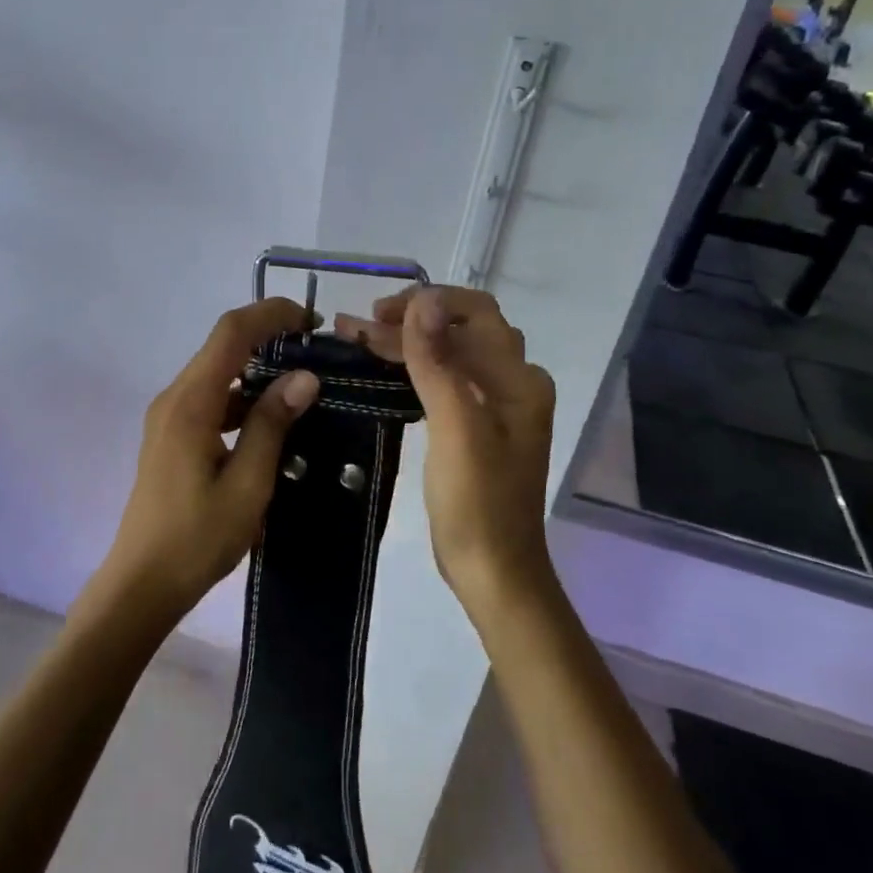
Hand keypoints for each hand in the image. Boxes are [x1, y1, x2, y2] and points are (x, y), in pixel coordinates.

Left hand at [101, 299, 320, 620]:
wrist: (142, 584)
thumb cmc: (196, 538)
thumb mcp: (247, 485)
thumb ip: (272, 426)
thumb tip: (304, 377)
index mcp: (191, 403)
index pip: (231, 333)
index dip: (271, 314)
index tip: (313, 321)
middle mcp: (175, 399)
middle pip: (222, 347)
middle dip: (269, 337)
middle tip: (316, 352)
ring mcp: (169, 417)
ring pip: (218, 374)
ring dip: (258, 370)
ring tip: (303, 387)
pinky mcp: (172, 437)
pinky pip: (211, 400)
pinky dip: (243, 399)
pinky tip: (272, 423)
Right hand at [335, 287, 554, 612]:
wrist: (492, 571)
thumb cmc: (477, 503)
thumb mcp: (456, 428)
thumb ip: (439, 362)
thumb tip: (422, 300)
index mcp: (518, 379)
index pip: (475, 313)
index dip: (428, 302)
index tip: (378, 313)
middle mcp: (512, 384)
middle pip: (459, 332)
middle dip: (408, 322)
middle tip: (355, 326)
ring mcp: (495, 407)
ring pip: (448, 356)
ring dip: (406, 343)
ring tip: (357, 339)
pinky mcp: (475, 428)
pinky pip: (443, 382)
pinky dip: (412, 370)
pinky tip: (383, 371)